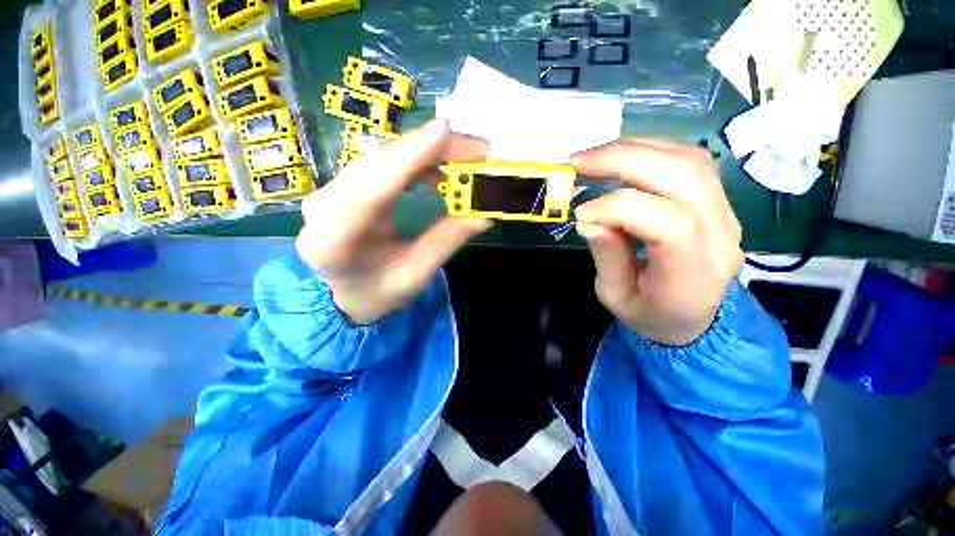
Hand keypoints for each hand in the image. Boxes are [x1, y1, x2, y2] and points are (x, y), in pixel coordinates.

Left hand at [295, 120, 491, 324]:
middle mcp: (324, 205)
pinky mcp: (348, 185)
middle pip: (378, 162)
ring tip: (467, 159)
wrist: (346, 293)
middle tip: (478, 150)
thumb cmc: (377, 293)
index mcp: (333, 239)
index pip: (370, 188)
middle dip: (430, 148)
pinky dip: (416, 160)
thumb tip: (483, 214)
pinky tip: (440, 169)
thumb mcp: (414, 276)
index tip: (446, 131)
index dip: (408, 157)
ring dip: (427, 151)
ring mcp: (332, 190)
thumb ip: (445, 242)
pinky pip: (384, 163)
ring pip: (382, 156)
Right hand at [572, 138, 743, 345]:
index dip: (619, 209)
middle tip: (578, 163)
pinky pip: (689, 160)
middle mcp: (721, 236)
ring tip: (594, 158)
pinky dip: (650, 150)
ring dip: (635, 148)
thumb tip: (589, 219)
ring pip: (689, 159)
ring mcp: (726, 212)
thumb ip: (606, 257)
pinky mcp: (717, 200)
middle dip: (624, 160)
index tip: (581, 213)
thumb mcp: (615, 297)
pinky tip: (621, 158)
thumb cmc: (650, 314)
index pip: (670, 223)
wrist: (693, 317)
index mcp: (693, 275)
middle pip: (684, 176)